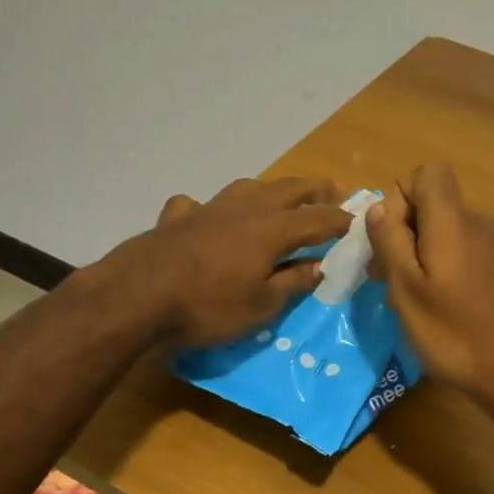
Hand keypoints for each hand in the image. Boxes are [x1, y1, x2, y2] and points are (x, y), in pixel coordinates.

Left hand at [102, 177, 351, 348]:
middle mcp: (244, 209)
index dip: (338, 219)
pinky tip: (205, 217)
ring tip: (279, 198)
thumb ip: (292, 282)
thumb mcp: (261, 306)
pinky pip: (199, 204)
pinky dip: (210, 208)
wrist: (137, 296)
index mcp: (271, 229)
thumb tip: (319, 265)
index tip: (355, 220)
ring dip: (270, 190)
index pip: (317, 218)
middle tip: (332, 191)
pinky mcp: (177, 217)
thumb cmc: (207, 306)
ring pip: (247, 187)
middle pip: (287, 190)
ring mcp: (208, 208)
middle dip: (313, 190)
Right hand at [366, 164, 493, 422]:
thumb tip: (379, 206)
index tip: (389, 238)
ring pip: (452, 233)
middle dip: (406, 231)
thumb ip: (389, 242)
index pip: (428, 172)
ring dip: (426, 254)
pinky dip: (451, 269)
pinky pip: (472, 254)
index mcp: (454, 222)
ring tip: (415, 301)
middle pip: (437, 204)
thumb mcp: (407, 292)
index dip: (401, 195)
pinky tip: (449, 311)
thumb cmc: (456, 336)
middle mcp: (482, 224)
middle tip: (388, 278)